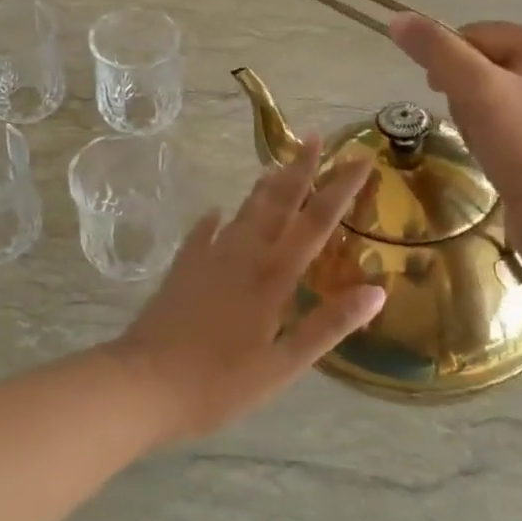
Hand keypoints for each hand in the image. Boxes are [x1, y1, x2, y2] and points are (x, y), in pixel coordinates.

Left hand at [108, 139, 383, 443]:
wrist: (144, 382)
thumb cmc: (219, 383)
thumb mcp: (283, 365)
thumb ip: (328, 326)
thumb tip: (377, 291)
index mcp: (272, 277)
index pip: (315, 223)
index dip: (339, 189)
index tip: (358, 158)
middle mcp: (243, 255)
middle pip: (278, 203)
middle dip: (299, 170)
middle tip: (313, 137)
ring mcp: (208, 257)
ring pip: (243, 212)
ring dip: (263, 188)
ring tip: (275, 165)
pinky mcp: (183, 268)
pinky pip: (203, 233)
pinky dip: (214, 220)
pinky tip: (216, 212)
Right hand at [388, 13, 521, 245]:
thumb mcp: (477, 91)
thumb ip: (437, 51)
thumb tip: (398, 18)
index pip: (481, 34)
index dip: (450, 59)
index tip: (438, 92)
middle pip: (486, 65)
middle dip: (465, 93)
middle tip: (469, 122)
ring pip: (493, 97)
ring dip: (475, 117)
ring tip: (483, 145)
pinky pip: (509, 124)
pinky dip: (492, 136)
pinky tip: (494, 158)